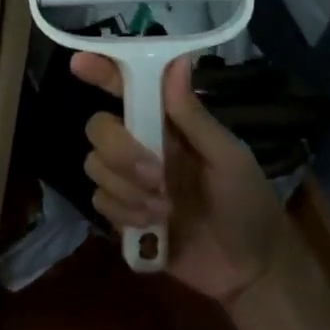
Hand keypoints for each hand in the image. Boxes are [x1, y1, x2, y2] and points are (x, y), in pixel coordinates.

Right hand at [72, 53, 290, 305]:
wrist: (249, 268)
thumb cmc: (248, 202)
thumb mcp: (229, 157)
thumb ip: (194, 115)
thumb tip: (176, 61)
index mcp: (167, 124)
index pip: (128, 88)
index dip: (101, 72)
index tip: (79, 63)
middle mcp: (142, 145)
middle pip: (99, 128)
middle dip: (120, 151)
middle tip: (157, 176)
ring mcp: (129, 181)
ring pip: (94, 165)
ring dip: (127, 188)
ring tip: (165, 208)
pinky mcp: (122, 215)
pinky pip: (99, 201)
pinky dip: (124, 213)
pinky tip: (154, 226)